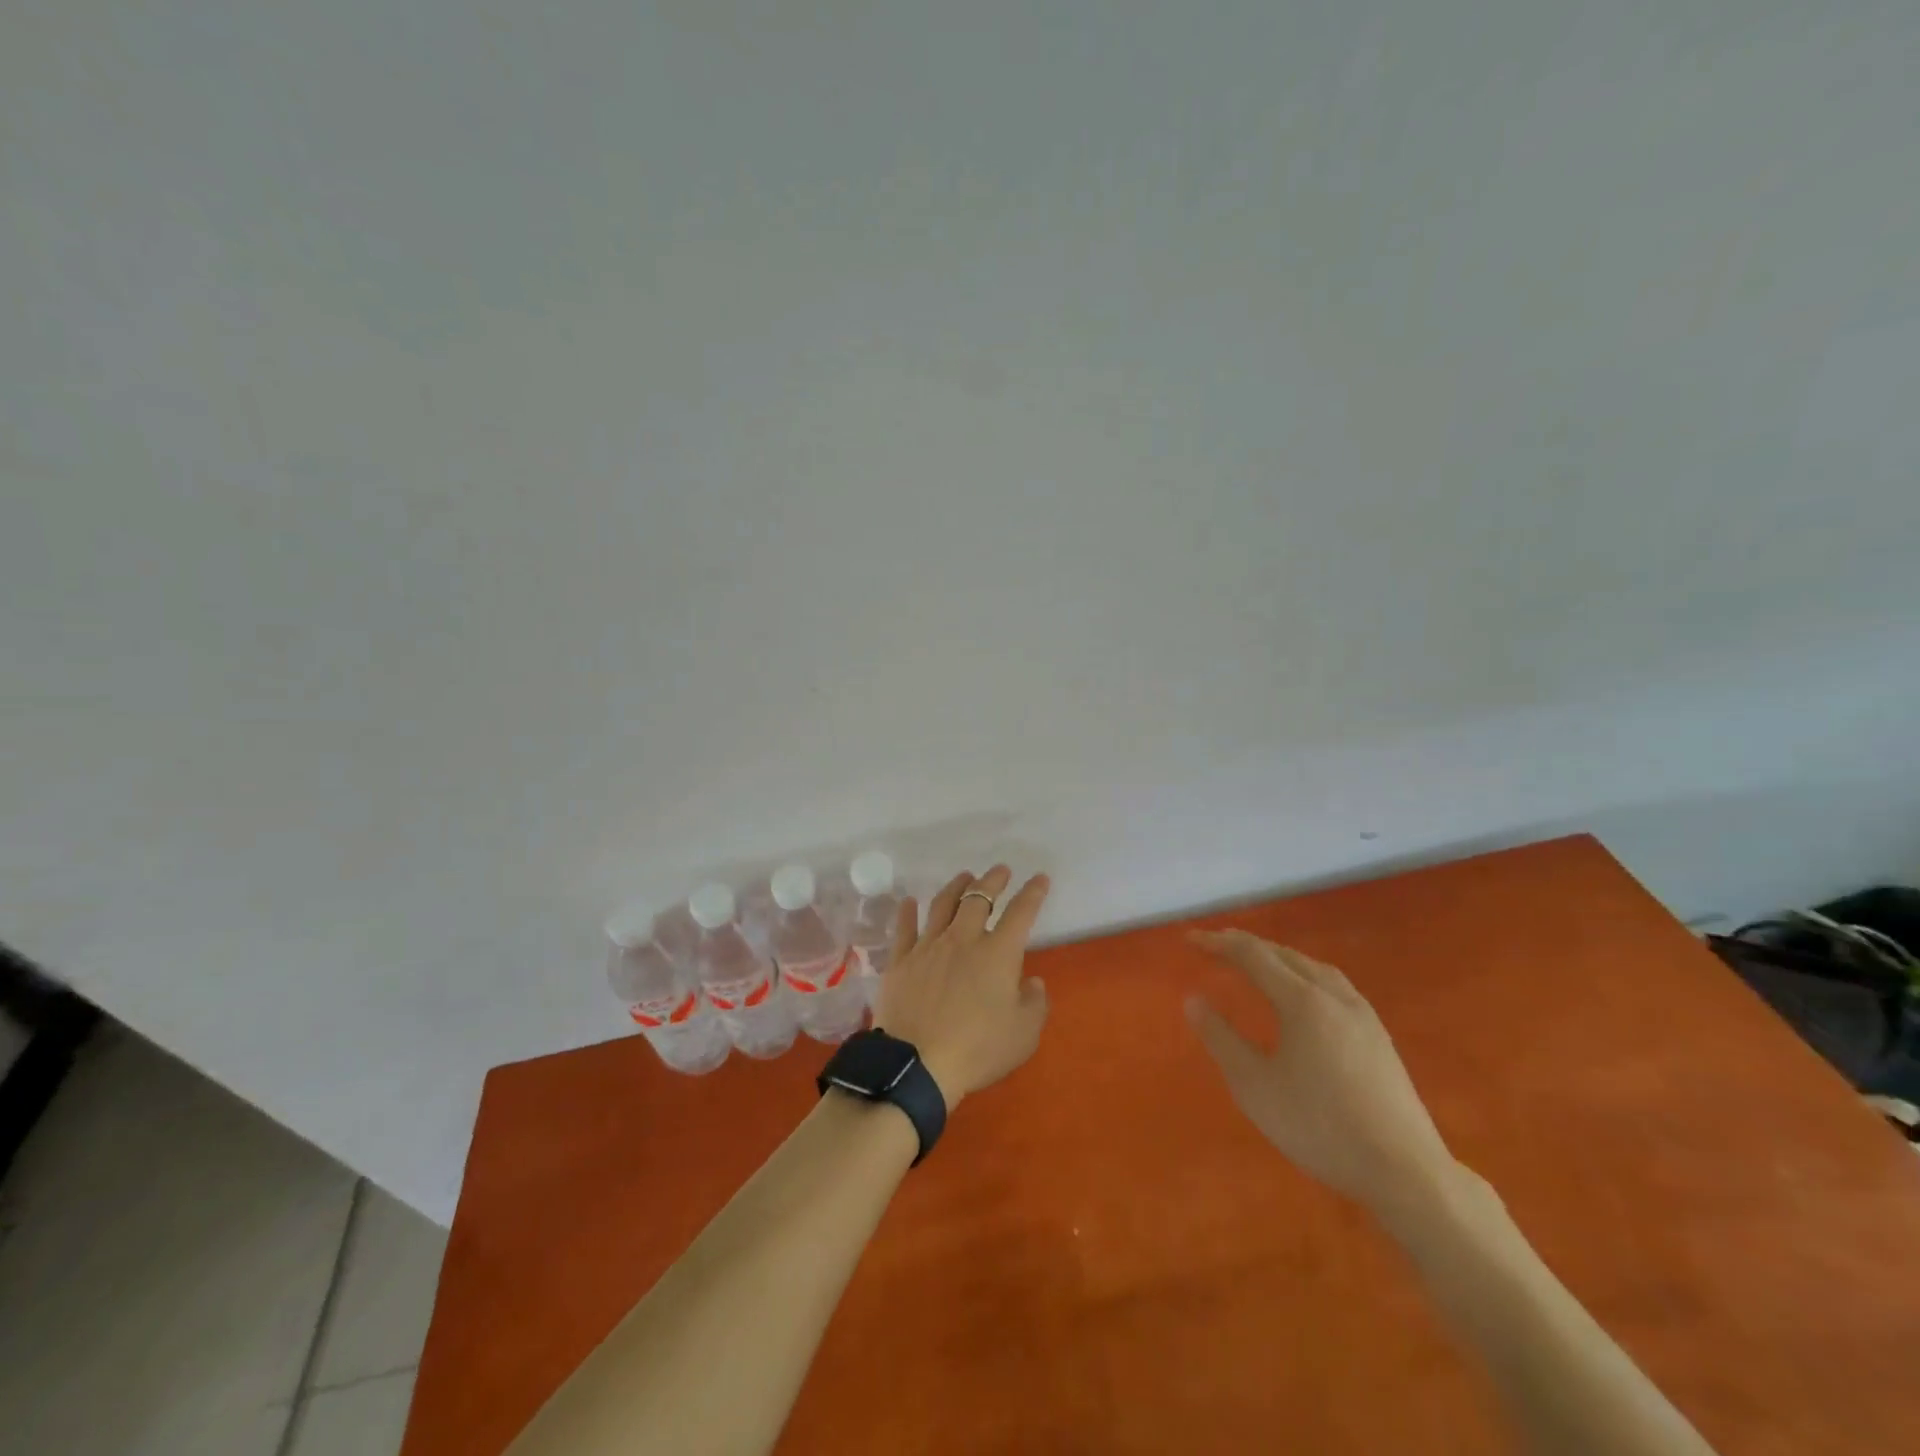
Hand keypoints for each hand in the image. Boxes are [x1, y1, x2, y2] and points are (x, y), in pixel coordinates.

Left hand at [873, 865, 1050, 1110]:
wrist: (917, 1062)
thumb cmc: (977, 1049)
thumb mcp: (1023, 1035)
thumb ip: (1034, 1003)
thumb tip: (1031, 981)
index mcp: (998, 953)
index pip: (1021, 913)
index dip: (1033, 893)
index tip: (1040, 879)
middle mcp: (963, 939)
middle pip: (979, 898)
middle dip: (992, 880)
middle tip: (1000, 871)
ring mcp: (929, 946)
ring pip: (943, 904)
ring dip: (956, 887)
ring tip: (964, 877)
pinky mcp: (901, 960)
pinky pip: (905, 927)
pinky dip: (908, 911)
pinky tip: (910, 901)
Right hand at [1186, 930, 1458, 1220]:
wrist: (1405, 1171)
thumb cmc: (1320, 1126)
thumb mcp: (1255, 1086)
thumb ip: (1221, 1039)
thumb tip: (1193, 999)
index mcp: (1302, 1000)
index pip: (1253, 956)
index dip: (1219, 944)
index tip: (1190, 940)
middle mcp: (1334, 995)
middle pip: (1285, 955)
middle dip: (1247, 946)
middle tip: (1216, 946)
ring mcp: (1363, 1015)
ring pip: (1314, 968)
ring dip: (1279, 958)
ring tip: (1258, 963)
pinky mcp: (1379, 1037)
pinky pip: (1334, 985)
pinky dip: (1305, 975)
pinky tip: (1305, 997)